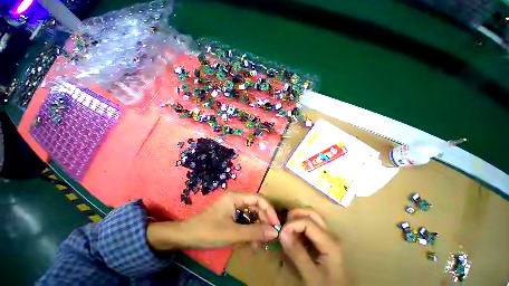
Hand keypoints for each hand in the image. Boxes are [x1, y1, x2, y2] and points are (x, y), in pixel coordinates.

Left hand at [147, 192, 279, 250]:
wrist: (186, 237)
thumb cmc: (208, 231)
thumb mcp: (233, 233)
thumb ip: (254, 232)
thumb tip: (274, 233)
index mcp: (236, 197)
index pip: (259, 199)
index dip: (269, 211)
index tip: (276, 225)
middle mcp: (236, 199)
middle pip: (256, 207)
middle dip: (263, 222)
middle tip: (269, 238)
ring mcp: (233, 207)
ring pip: (251, 215)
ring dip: (256, 229)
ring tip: (259, 245)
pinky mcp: (230, 215)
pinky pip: (244, 221)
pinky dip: (248, 231)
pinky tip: (250, 243)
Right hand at [279, 209, 344, 285]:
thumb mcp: (310, 275)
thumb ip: (296, 253)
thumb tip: (282, 233)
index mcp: (329, 242)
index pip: (307, 222)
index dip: (292, 224)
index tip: (281, 233)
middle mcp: (330, 234)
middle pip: (311, 213)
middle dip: (295, 214)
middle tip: (284, 225)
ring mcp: (328, 235)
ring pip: (311, 216)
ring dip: (297, 218)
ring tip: (288, 230)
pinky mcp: (324, 239)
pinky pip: (311, 224)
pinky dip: (300, 224)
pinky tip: (295, 235)